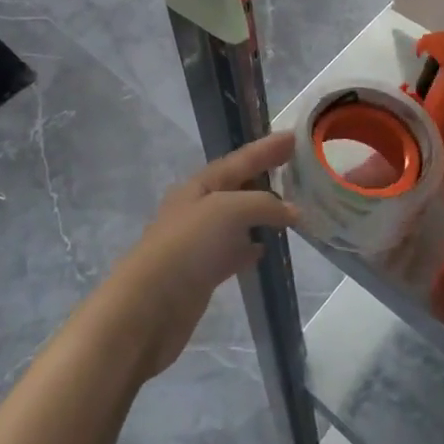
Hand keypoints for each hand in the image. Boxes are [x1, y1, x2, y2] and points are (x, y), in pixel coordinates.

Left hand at [105, 131, 299, 379]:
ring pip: (238, 218)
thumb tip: (292, 211)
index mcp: (200, 185)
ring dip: (262, 211)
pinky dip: (252, 245)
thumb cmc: (187, 246)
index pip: (240, 160)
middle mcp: (199, 208)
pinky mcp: (204, 272)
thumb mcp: (228, 210)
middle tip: (295, 166)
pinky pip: (234, 250)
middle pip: (238, 185)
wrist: (148, 307)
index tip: (293, 136)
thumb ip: (263, 204)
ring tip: (291, 207)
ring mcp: (200, 241)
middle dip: (264, 175)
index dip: (266, 148)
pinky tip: (267, 247)